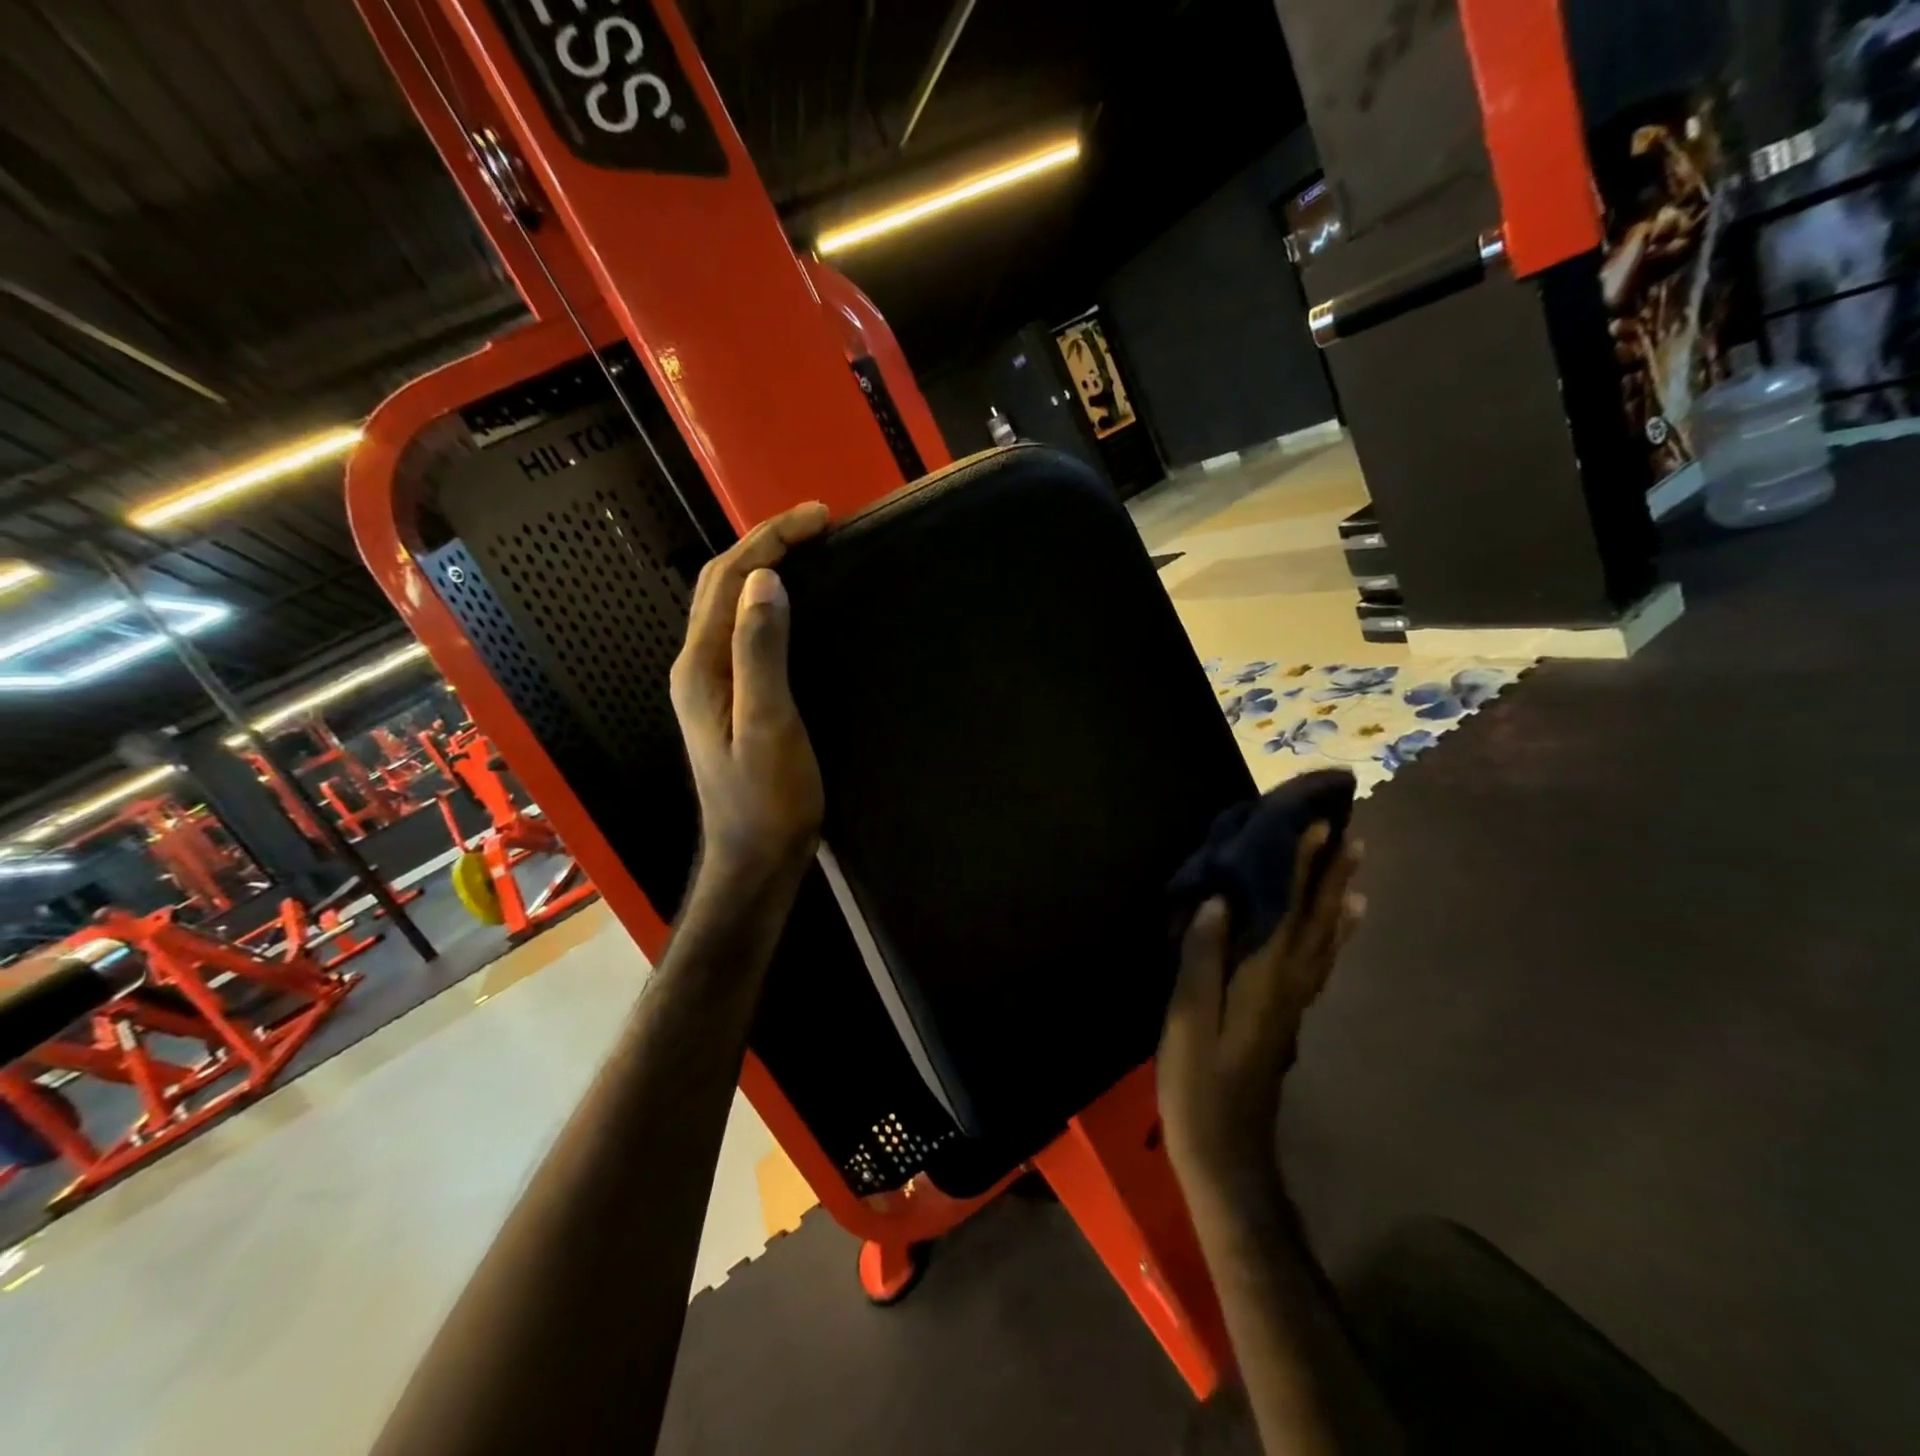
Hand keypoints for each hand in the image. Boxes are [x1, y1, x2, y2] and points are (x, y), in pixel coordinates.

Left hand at [669, 503, 829, 890]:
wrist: (754, 856)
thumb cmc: (767, 798)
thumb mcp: (769, 724)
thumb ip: (760, 652)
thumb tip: (765, 580)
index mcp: (700, 665)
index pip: (729, 579)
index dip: (770, 539)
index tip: (818, 516)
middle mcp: (695, 665)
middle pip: (719, 584)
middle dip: (764, 542)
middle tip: (816, 523)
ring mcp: (706, 683)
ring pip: (726, 604)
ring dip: (761, 567)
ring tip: (806, 549)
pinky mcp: (725, 698)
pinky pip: (739, 630)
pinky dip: (763, 601)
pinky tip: (788, 603)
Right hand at [1158, 825, 1362, 1205]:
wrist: (1226, 1152)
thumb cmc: (1198, 1083)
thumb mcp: (1188, 1021)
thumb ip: (1202, 959)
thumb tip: (1220, 900)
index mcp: (1264, 977)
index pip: (1288, 909)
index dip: (1302, 866)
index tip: (1317, 823)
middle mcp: (1289, 981)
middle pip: (1317, 919)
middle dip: (1330, 873)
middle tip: (1349, 831)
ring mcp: (1292, 1000)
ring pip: (1325, 938)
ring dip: (1339, 897)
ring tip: (1355, 865)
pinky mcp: (1287, 1014)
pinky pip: (1319, 960)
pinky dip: (1335, 934)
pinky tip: (1342, 924)